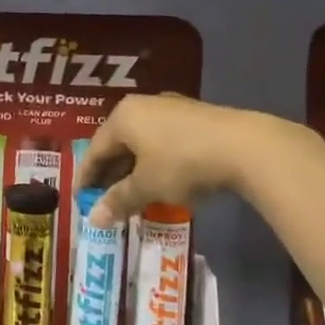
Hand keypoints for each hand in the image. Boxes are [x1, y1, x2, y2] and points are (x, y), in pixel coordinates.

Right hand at [74, 94, 271, 226]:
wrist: (245, 147)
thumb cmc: (182, 163)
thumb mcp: (146, 186)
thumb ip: (118, 201)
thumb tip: (93, 219)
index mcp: (123, 117)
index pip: (95, 150)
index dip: (85, 177)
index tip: (79, 200)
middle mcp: (143, 106)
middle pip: (118, 144)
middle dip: (110, 174)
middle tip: (105, 201)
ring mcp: (172, 109)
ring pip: (142, 143)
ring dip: (134, 170)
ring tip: (133, 196)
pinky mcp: (196, 118)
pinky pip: (164, 142)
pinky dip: (155, 163)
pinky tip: (161, 182)